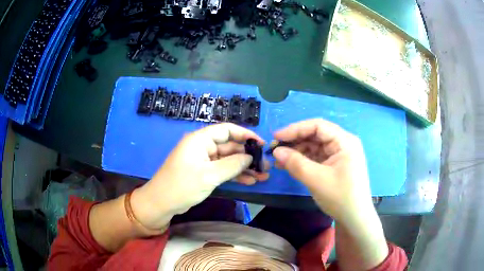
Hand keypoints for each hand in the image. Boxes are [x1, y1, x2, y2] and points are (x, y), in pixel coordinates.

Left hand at [131, 123, 268, 229]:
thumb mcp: (209, 175)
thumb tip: (250, 157)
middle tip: (265, 166)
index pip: (227, 130)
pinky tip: (250, 181)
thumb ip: (232, 165)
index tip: (261, 144)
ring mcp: (203, 161)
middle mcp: (202, 147)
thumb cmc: (182, 185)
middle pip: (229, 146)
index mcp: (200, 140)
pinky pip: (223, 170)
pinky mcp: (204, 173)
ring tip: (262, 176)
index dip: (245, 135)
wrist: (162, 203)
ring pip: (228, 160)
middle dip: (247, 156)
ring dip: (244, 167)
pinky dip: (235, 175)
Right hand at [272, 119, 373, 224]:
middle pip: (316, 135)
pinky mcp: (335, 165)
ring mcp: (340, 154)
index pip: (318, 126)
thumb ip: (295, 163)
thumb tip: (276, 150)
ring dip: (297, 152)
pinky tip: (289, 165)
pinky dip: (303, 160)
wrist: (354, 219)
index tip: (276, 136)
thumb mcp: (316, 180)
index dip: (295, 129)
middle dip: (295, 141)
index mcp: (345, 141)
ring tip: (278, 160)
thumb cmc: (340, 197)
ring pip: (315, 146)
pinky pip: (317, 157)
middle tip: (275, 149)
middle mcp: (343, 144)